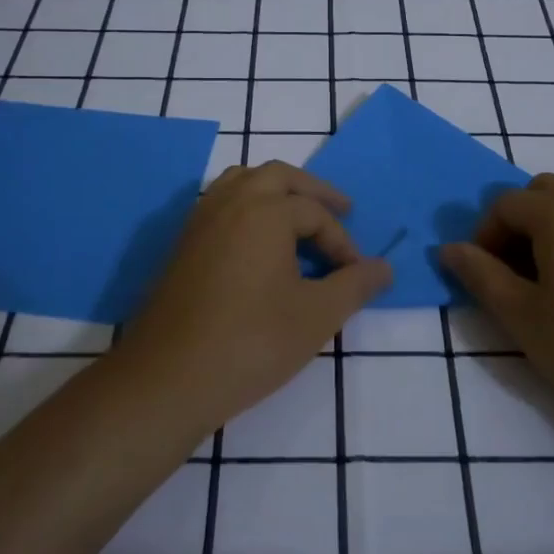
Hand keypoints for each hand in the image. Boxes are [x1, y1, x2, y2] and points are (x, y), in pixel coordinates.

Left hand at [115, 162, 392, 438]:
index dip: (342, 242)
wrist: (168, 378)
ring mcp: (200, 220)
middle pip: (278, 176)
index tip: (356, 275)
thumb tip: (384, 268)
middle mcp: (231, 202)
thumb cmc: (251, 342)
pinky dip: (247, 206)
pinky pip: (220, 203)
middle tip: (340, 210)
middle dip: (312, 191)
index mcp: (265, 211)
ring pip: (242, 182)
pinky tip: (257, 242)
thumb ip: (355, 285)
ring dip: (275, 191)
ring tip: (296, 216)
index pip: (316, 213)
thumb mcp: (317, 316)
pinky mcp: (182, 243)